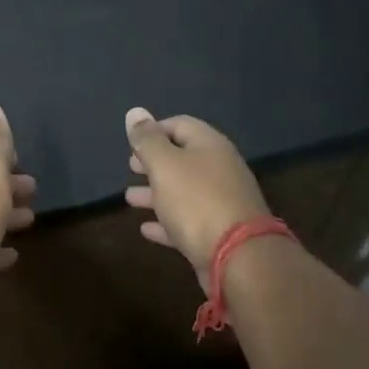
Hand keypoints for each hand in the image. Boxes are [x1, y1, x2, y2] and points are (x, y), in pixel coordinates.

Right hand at [123, 108, 269, 291]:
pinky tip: (146, 229)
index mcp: (210, 145)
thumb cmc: (196, 201)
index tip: (132, 142)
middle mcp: (220, 169)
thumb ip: (148, 140)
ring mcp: (222, 202)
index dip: (154, 129)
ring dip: (156, 193)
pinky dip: (167, 221)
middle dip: (154, 162)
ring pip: (183, 191)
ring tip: (130, 198)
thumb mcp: (165, 165)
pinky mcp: (219, 233)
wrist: (238, 257)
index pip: (180, 124)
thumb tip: (135, 111)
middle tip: (131, 167)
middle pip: (183, 158)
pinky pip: (187, 221)